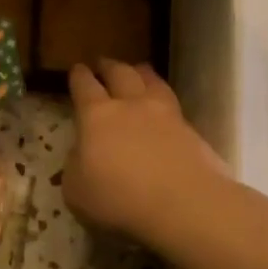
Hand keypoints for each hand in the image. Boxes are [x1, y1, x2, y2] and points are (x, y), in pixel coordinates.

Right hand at [64, 59, 227, 243]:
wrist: (185, 205)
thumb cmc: (119, 199)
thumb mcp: (76, 190)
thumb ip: (75, 166)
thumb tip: (81, 152)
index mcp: (96, 116)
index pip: (84, 86)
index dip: (79, 76)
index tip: (77, 69)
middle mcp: (131, 105)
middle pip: (120, 74)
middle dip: (109, 66)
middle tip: (103, 63)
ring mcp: (165, 115)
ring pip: (152, 81)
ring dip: (141, 73)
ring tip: (138, 70)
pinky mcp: (191, 131)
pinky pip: (173, 104)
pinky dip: (164, 98)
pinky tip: (163, 106)